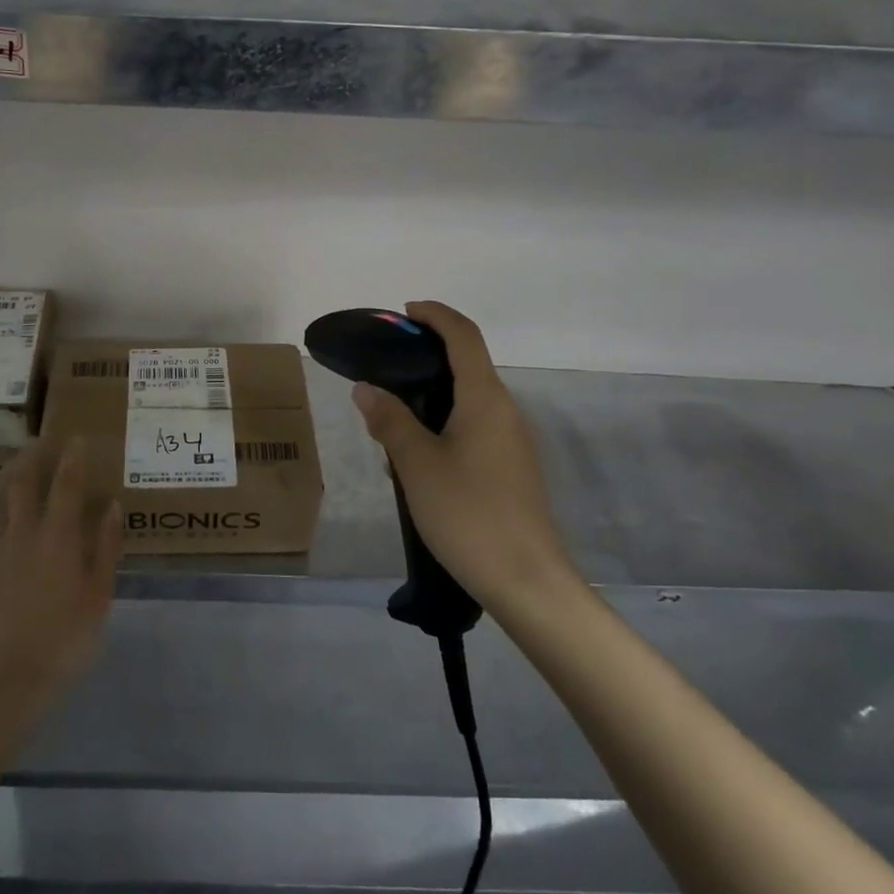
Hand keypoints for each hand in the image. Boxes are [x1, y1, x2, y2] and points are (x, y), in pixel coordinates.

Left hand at [0, 440, 123, 724]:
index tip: (76, 437)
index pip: (65, 484)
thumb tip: (111, 506)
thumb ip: (105, 547)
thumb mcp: (99, 596)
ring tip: (13, 465)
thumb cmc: (65, 639)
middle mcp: (23, 535)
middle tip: (40, 441)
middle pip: (21, 483)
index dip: (71, 457)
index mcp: (57, 537)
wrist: (9, 680)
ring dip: (5, 478)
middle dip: (31, 457)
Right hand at [352, 301, 577, 610]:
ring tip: (391, 419)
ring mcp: (512, 441)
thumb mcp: (416, 465)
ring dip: (432, 397)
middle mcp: (505, 411)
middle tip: (385, 369)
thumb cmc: (468, 514)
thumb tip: (367, 388)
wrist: (526, 581)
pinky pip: (474, 428)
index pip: (464, 337)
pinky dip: (444, 424)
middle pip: (468, 365)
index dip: (436, 316)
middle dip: (427, 357)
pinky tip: (417, 458)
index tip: (405, 312)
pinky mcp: (511, 468)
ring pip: (469, 401)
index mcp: (485, 400)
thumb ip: (390, 421)